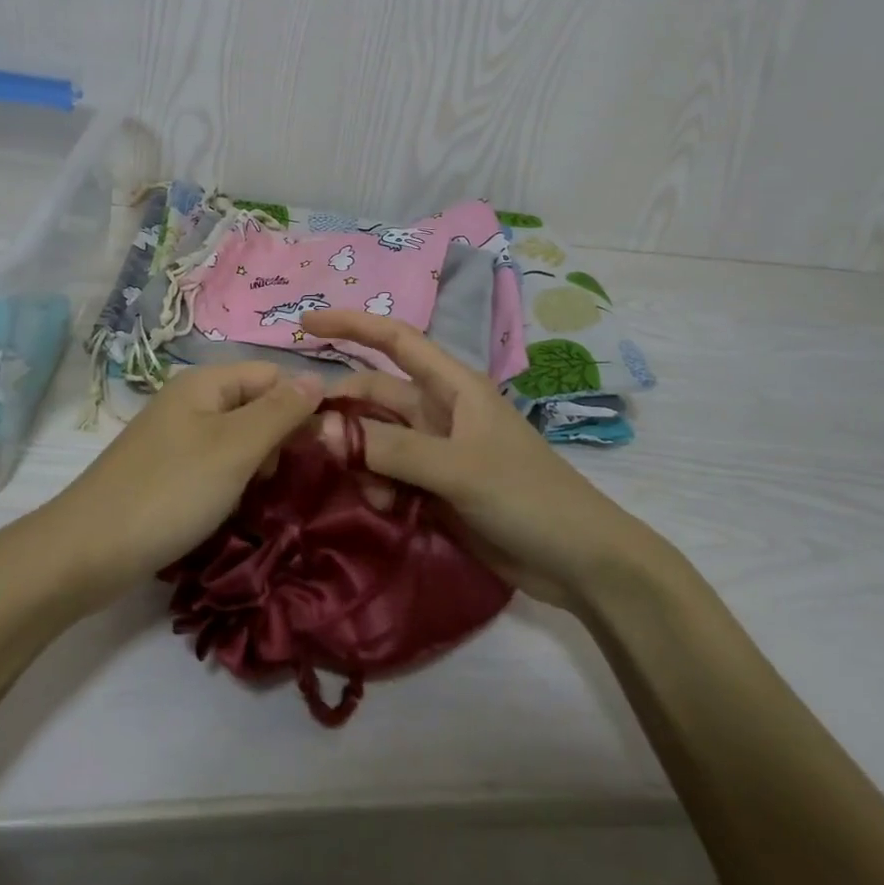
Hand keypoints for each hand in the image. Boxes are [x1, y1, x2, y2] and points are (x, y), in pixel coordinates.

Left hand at [31, 363, 324, 608]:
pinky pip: (216, 462)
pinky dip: (233, 480)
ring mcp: (176, 435)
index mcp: (206, 382)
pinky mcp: (167, 469)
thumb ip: (280, 412)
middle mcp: (191, 400)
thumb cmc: (170, 491)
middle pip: (256, 403)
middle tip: (285, 479)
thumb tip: (319, 377)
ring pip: (238, 437)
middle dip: (280, 438)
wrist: (86, 551)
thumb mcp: (235, 448)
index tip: (323, 448)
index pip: (274, 375)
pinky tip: (233, 506)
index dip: (302, 405)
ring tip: (258, 496)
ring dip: (258, 463)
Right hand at [302, 311, 673, 609]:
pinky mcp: (435, 487)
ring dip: (361, 460)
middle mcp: (439, 410)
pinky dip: (377, 487)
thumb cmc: (526, 495)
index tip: (306, 322)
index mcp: (452, 386)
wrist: (578, 562)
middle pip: (375, 396)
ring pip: (377, 440)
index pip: (394, 340)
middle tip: (305, 439)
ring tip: (369, 494)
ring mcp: (437, 451)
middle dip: (343, 413)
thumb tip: (321, 428)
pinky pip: (389, 474)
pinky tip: (385, 511)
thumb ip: (388, 447)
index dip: (351, 324)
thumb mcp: (456, 467)